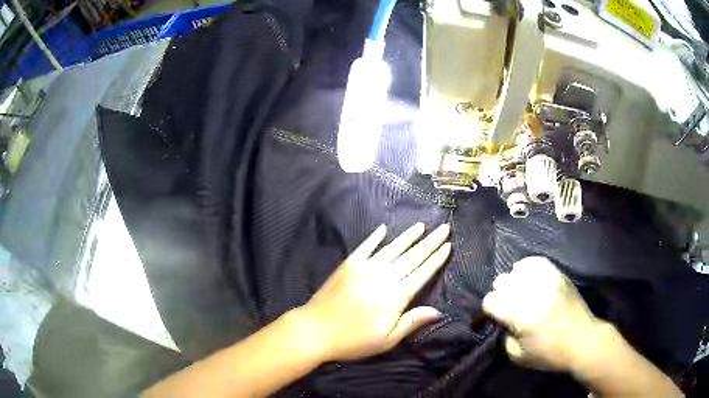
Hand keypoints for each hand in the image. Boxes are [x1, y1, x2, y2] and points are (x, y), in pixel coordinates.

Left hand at [296, 223, 450, 361]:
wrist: (315, 330)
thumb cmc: (354, 340)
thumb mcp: (387, 340)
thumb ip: (412, 322)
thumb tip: (438, 311)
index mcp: (396, 296)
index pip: (422, 272)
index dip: (437, 259)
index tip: (448, 245)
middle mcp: (384, 276)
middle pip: (412, 256)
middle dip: (430, 242)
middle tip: (444, 228)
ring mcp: (365, 267)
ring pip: (392, 248)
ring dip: (408, 236)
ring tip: (421, 226)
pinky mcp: (348, 264)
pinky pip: (365, 246)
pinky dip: (375, 237)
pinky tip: (383, 229)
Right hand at [483, 256, 604, 371]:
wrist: (582, 340)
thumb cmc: (550, 354)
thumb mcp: (519, 357)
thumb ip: (504, 338)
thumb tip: (503, 322)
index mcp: (520, 316)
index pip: (490, 301)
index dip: (490, 310)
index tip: (497, 318)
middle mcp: (531, 294)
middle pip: (501, 282)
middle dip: (500, 295)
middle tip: (509, 307)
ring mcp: (546, 281)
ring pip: (515, 270)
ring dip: (513, 283)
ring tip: (520, 294)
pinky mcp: (557, 275)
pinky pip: (535, 261)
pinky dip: (527, 267)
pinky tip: (528, 277)